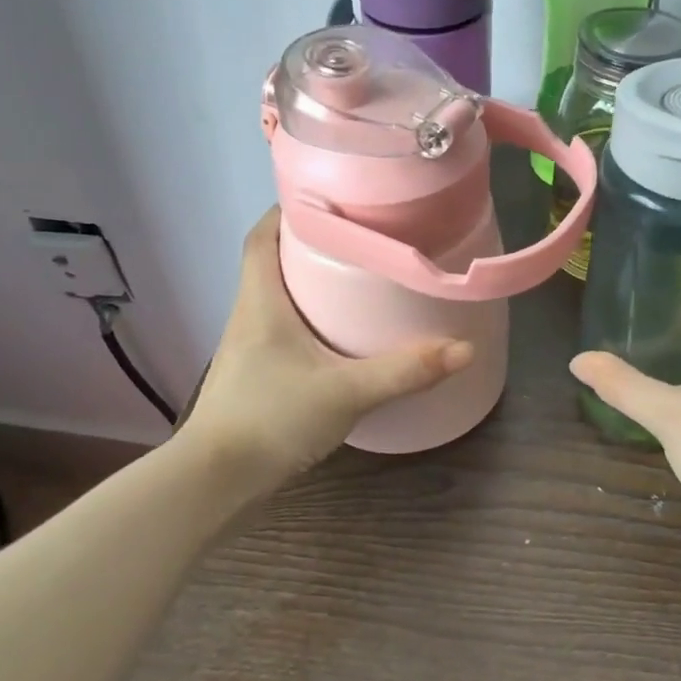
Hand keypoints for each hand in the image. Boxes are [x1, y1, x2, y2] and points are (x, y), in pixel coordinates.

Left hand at [180, 210, 472, 486]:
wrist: (216, 483)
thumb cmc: (271, 419)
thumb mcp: (346, 392)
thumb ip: (405, 371)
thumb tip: (464, 348)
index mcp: (261, 300)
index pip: (261, 236)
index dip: (288, 210)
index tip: (328, 197)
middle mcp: (250, 315)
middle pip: (274, 261)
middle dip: (312, 243)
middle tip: (362, 236)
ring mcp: (250, 348)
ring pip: (280, 297)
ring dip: (312, 283)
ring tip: (361, 278)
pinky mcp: (258, 376)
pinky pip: (286, 330)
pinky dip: (312, 321)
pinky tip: (344, 336)